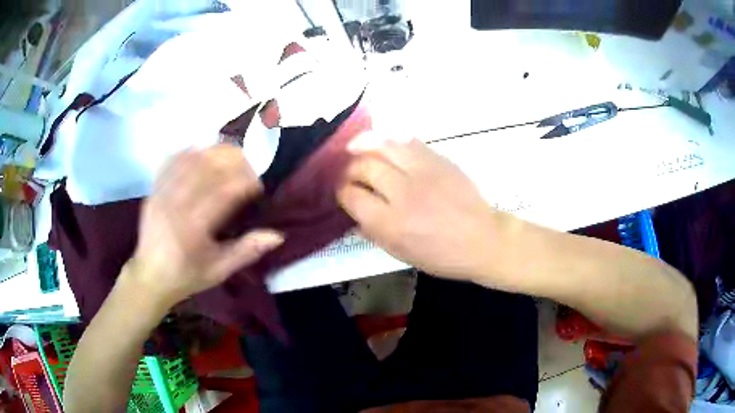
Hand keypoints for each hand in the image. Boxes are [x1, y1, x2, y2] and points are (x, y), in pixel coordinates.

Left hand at [129, 145, 283, 306]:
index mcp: (194, 227)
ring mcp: (163, 193)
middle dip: (234, 162)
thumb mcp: (219, 271)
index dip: (247, 182)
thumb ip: (247, 251)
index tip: (258, 187)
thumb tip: (277, 236)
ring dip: (213, 153)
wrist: (150, 276)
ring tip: (229, 159)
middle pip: (209, 166)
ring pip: (191, 159)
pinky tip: (201, 154)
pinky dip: (190, 152)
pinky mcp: (154, 189)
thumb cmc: (186, 276)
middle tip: (247, 169)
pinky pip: (172, 161)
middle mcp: (177, 204)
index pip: (225, 190)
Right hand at [338, 137, 502, 283]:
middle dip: (350, 168)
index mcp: (391, 224)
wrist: (483, 240)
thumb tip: (353, 215)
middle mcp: (403, 193)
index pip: (352, 196)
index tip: (344, 192)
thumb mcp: (402, 254)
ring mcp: (423, 172)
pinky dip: (390, 140)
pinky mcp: (439, 160)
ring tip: (355, 147)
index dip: (342, 192)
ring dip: (364, 145)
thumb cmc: (442, 255)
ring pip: (383, 146)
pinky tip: (383, 144)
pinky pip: (407, 141)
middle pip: (364, 167)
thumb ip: (373, 233)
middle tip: (351, 173)